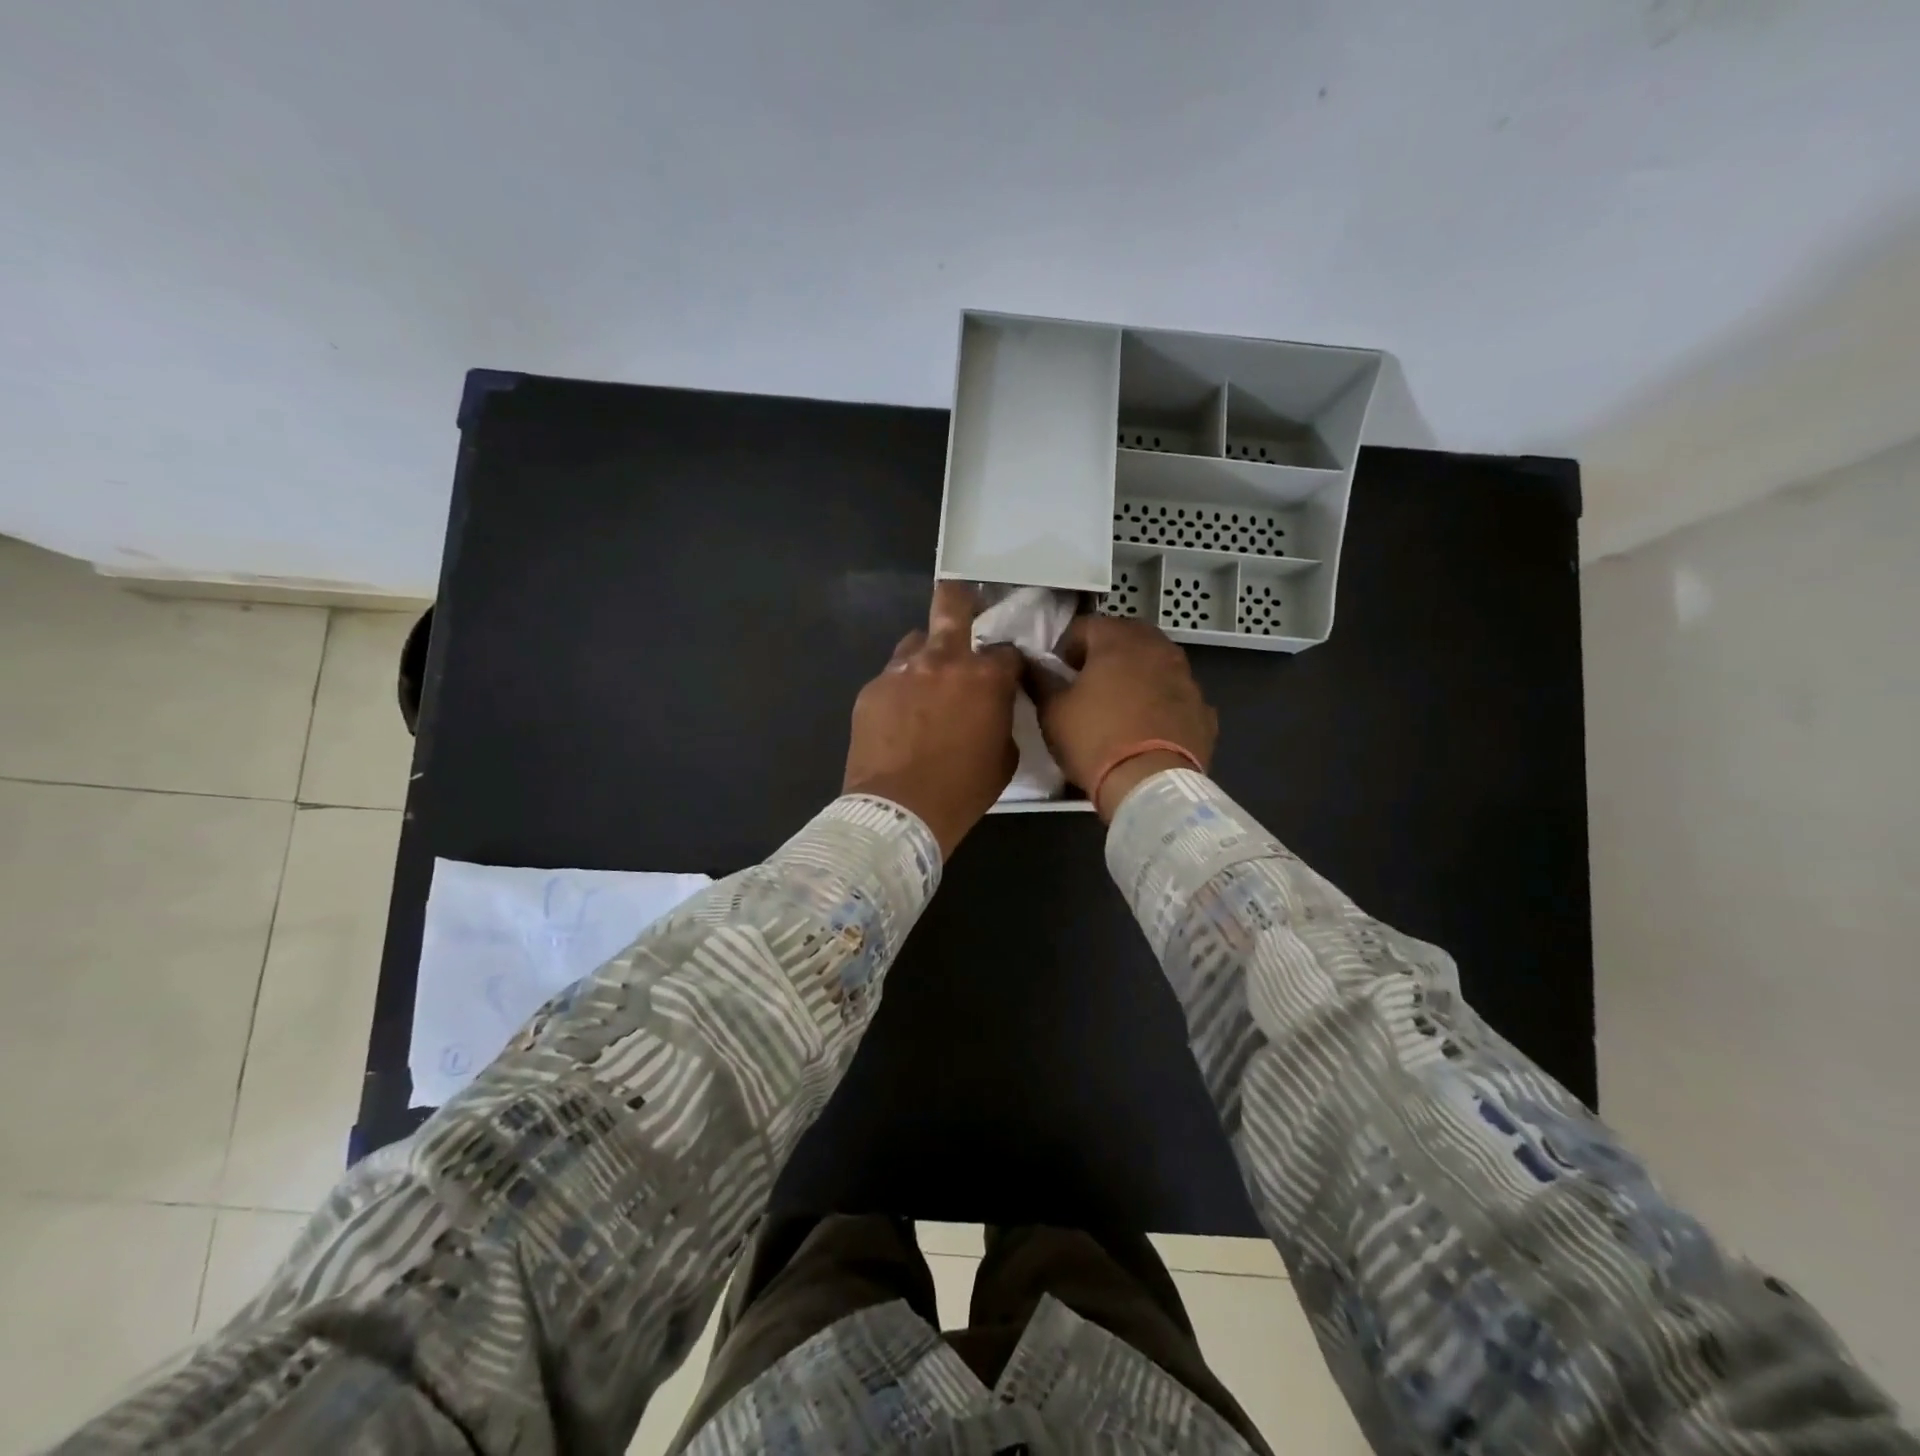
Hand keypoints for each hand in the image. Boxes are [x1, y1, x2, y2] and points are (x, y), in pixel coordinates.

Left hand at [843, 582, 1023, 857]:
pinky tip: (898, 718)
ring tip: (924, 684)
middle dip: (961, 597)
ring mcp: (902, 671)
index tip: (1006, 675)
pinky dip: (900, 691)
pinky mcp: (871, 689)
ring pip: (915, 642)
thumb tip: (993, 709)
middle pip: (952, 602)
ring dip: (925, 656)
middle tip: (965, 603)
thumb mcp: (1003, 758)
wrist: (900, 810)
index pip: (1007, 651)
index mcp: (986, 677)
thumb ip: (1001, 720)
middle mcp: (944, 660)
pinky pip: (891, 678)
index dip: (1008, 663)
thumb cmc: (962, 791)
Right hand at [1032, 616, 1217, 819]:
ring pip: (1156, 664)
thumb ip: (1040, 680)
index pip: (1085, 626)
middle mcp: (1158, 649)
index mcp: (1118, 641)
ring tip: (1120, 705)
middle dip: (1105, 654)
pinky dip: (1162, 703)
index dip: (1065, 647)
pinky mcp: (1203, 710)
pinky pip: (1176, 696)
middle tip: (1088, 684)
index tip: (1057, 673)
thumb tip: (1031, 664)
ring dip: (1137, 675)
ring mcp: (1187, 678)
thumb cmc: (1094, 740)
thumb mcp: (1052, 711)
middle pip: (1126, 637)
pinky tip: (1148, 727)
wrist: (1150, 784)